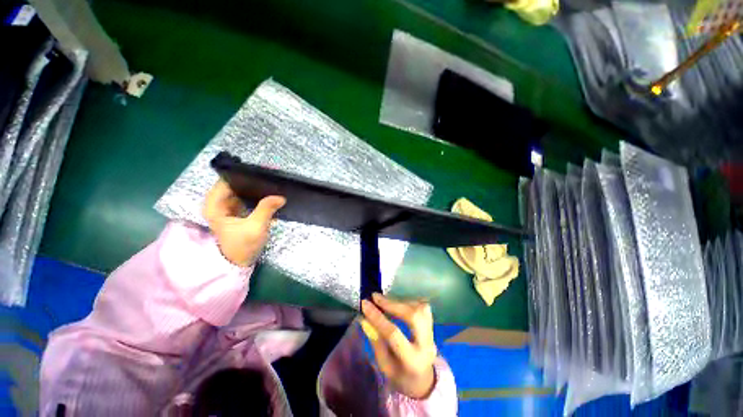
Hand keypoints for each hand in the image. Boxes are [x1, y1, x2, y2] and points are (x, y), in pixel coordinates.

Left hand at [203, 180, 284, 266]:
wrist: (239, 262)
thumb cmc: (242, 245)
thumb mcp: (255, 227)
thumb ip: (266, 209)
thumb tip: (281, 196)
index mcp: (215, 205)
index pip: (226, 180)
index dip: (242, 175)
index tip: (261, 173)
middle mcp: (219, 203)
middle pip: (234, 184)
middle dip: (252, 181)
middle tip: (271, 178)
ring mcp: (228, 207)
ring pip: (241, 190)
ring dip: (256, 189)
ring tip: (272, 184)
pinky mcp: (237, 211)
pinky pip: (246, 198)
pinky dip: (257, 196)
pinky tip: (269, 194)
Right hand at [360, 293, 437, 398]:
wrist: (423, 380)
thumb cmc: (400, 376)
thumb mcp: (385, 366)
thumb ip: (376, 342)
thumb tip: (365, 319)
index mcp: (412, 360)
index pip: (394, 334)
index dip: (378, 317)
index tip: (365, 304)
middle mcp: (426, 344)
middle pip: (413, 316)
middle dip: (392, 304)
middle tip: (375, 297)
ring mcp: (432, 333)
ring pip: (419, 308)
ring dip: (400, 301)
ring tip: (384, 300)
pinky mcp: (432, 325)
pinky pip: (422, 306)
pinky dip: (408, 301)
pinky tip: (397, 303)